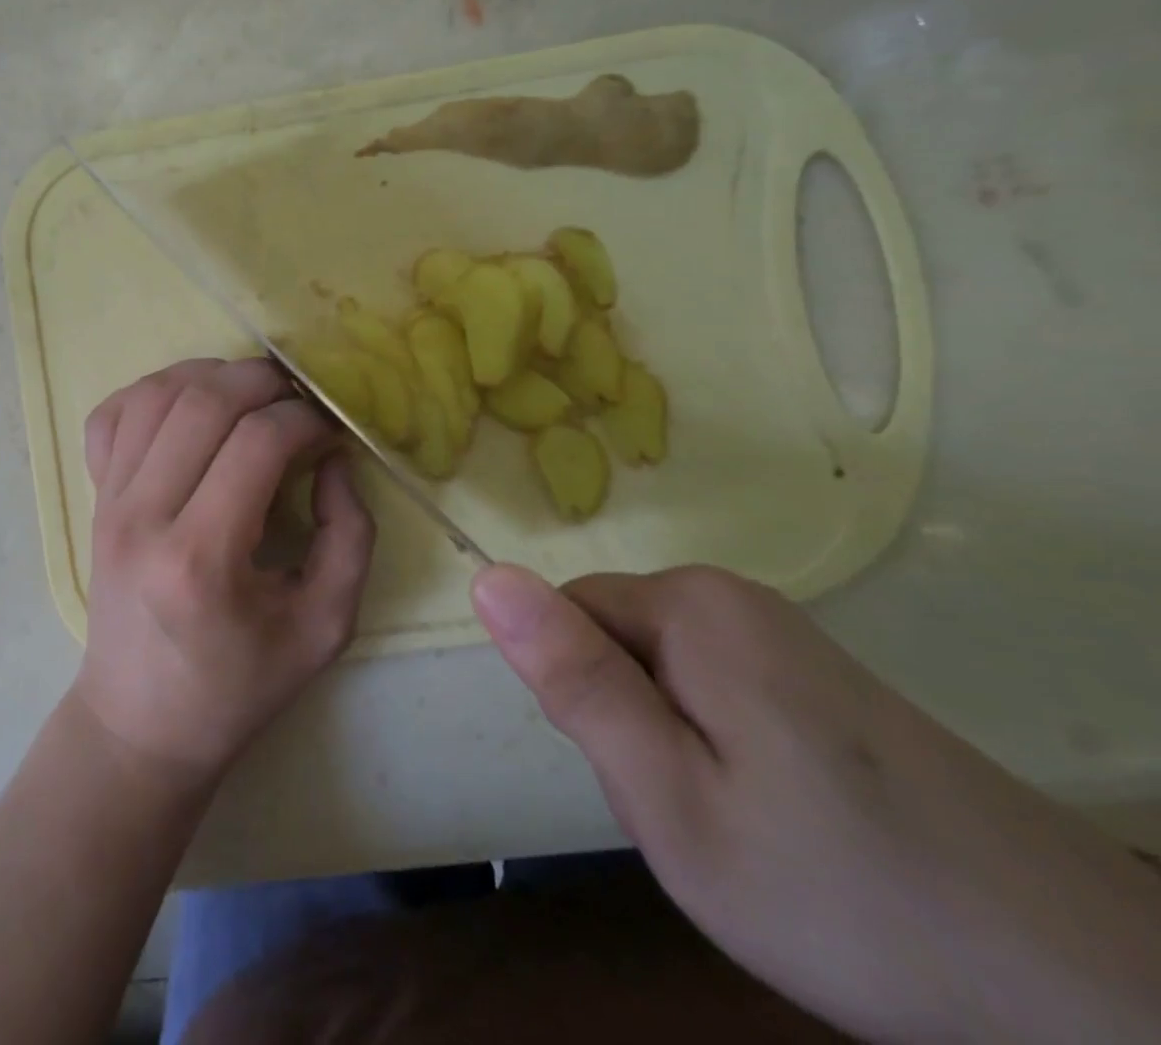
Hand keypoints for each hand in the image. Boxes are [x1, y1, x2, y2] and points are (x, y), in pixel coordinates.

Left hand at [71, 358, 374, 785]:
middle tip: (298, 399)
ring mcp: (107, 501)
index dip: (305, 419)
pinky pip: (111, 415)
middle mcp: (143, 516)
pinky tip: (189, 406)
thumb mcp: (323, 628)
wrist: (139, 722)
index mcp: (202, 558)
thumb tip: (333, 459)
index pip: (257, 442)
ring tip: (252, 395)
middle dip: (264, 381)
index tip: (329, 431)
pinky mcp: (92, 498)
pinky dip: (152, 391)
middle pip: (204, 401)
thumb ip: (350, 537)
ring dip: (212, 375)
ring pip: (155, 394)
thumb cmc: (236, 687)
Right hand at [472, 563, 1160, 1044]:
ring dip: (670, 740)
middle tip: (695, 813)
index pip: (565, 615)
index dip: (584, 700)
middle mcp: (731, 595)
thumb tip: (486, 578)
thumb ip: (573, 680)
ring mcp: (782, 632)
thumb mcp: (669, 798)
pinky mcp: (816, 673)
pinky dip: (721, 749)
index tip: (643, 776)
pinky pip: (714, 687)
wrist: (1084, 992)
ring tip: (741, 824)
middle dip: (626, 721)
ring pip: (659, 670)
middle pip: (614, 639)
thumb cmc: (838, 890)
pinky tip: (784, 818)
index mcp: (689, 605)